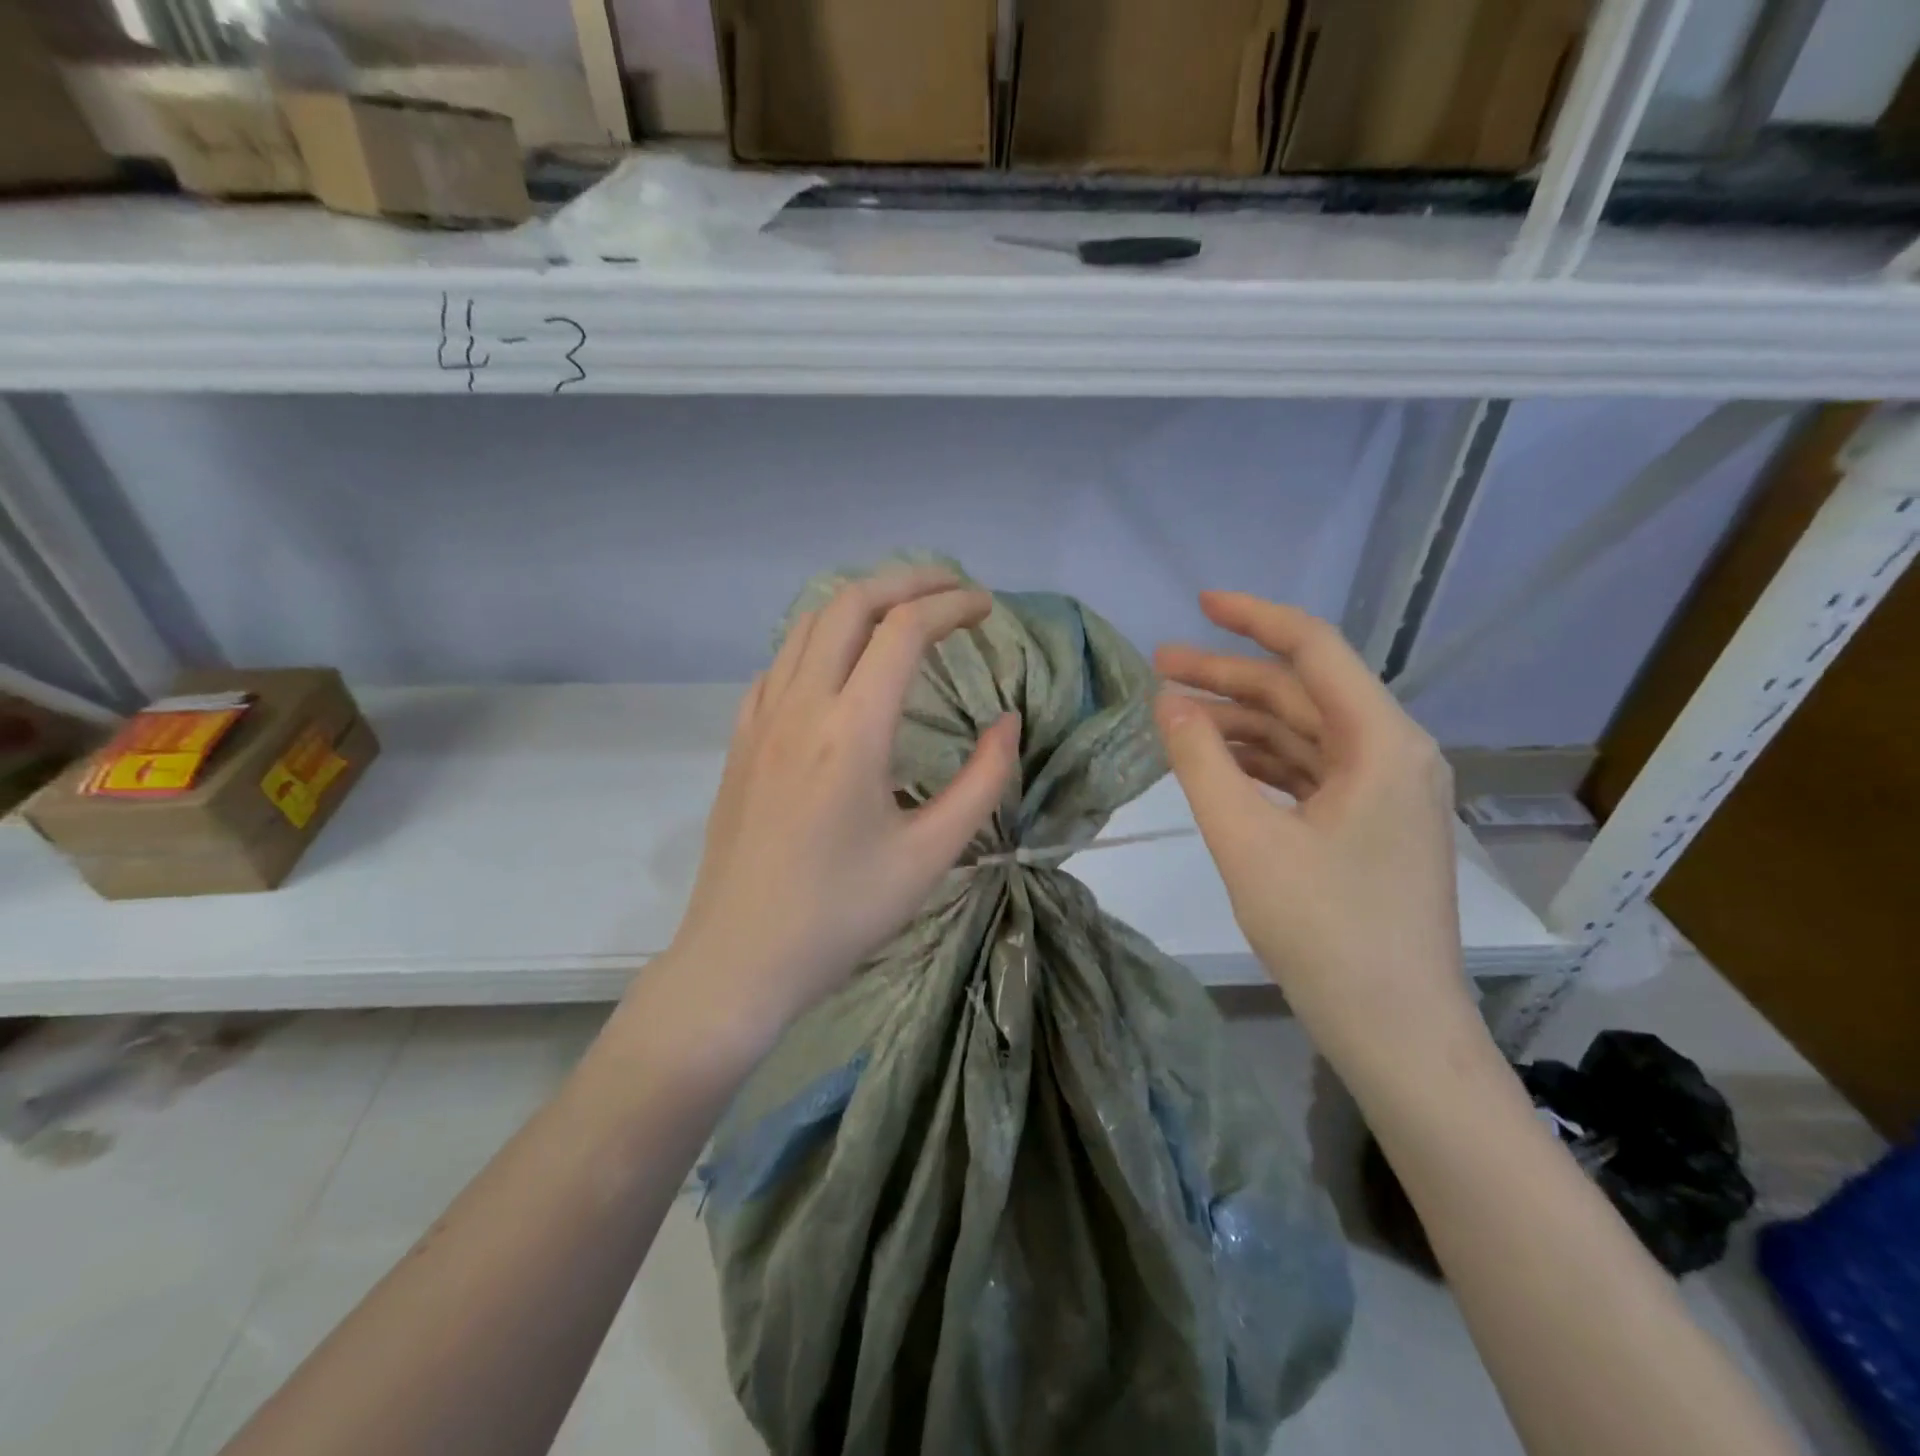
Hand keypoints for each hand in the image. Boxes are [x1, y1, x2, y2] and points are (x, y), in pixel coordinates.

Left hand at [662, 565, 1019, 1050]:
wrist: (739, 959)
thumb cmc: (840, 915)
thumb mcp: (930, 856)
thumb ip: (982, 781)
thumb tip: (1007, 722)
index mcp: (852, 731)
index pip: (904, 629)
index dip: (951, 605)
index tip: (986, 608)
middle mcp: (800, 705)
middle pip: (850, 602)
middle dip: (907, 580)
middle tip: (952, 589)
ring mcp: (761, 717)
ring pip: (808, 623)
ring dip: (861, 602)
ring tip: (904, 613)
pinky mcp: (741, 738)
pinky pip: (781, 660)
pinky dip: (821, 638)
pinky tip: (843, 666)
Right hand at [1154, 592, 1477, 1075]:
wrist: (1395, 1030)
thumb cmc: (1325, 933)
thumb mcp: (1246, 840)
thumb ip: (1201, 762)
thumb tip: (1167, 702)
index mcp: (1381, 743)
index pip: (1314, 651)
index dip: (1253, 619)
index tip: (1198, 604)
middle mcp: (1393, 753)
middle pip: (1301, 694)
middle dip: (1228, 677)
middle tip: (1157, 668)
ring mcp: (1385, 790)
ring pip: (1301, 734)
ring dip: (1239, 722)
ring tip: (1172, 717)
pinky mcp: (1369, 823)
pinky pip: (1307, 771)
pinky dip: (1259, 761)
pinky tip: (1213, 762)